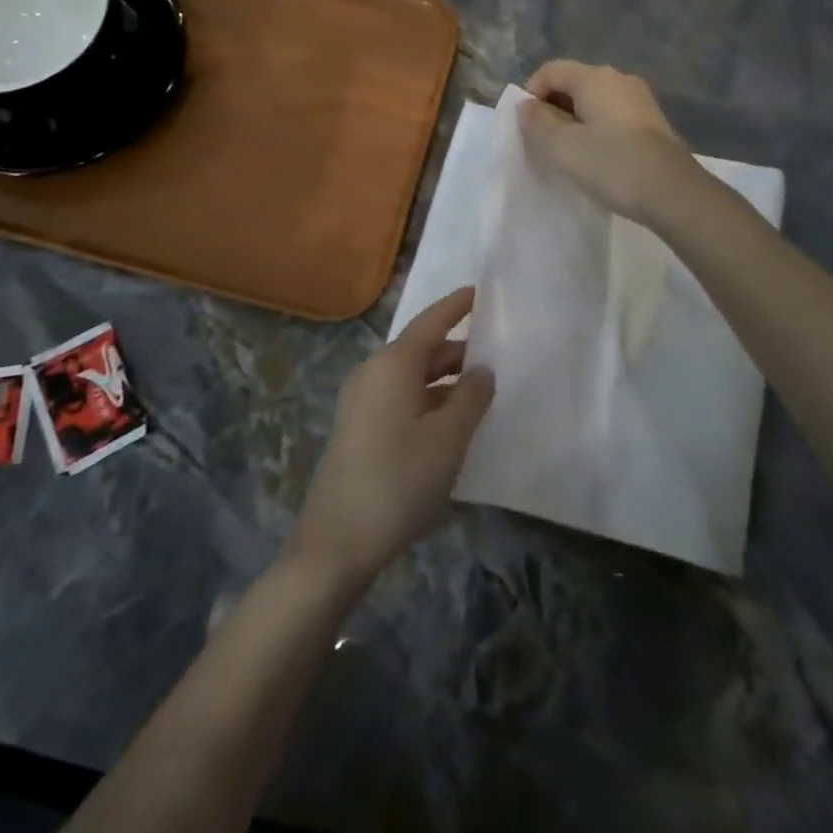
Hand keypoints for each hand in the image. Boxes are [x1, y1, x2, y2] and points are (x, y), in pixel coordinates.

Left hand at [290, 288, 494, 594]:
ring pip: (411, 376)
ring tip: (480, 390)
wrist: (338, 541)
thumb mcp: (448, 438)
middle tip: (495, 354)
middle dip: (457, 349)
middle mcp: (373, 372)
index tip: (479, 291)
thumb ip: (471, 397)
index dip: (456, 306)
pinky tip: (451, 423)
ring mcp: (361, 402)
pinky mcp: (359, 428)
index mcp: (393, 364)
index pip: (431, 321)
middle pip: (421, 349)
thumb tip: (482, 370)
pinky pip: (400, 399)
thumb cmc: (399, 480)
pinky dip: (428, 400)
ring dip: (444, 379)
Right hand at [517, 60, 702, 223]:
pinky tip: (595, 159)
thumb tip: (527, 106)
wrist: (675, 193)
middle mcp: (619, 79)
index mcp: (595, 78)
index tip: (526, 128)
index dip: (531, 94)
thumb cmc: (613, 165)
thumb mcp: (563, 147)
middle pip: (572, 84)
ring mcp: (639, 100)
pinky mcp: (651, 123)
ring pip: (593, 102)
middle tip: (543, 144)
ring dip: (573, 123)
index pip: (550, 71)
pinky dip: (595, 131)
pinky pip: (611, 117)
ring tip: (567, 155)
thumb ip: (537, 122)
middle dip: (551, 110)